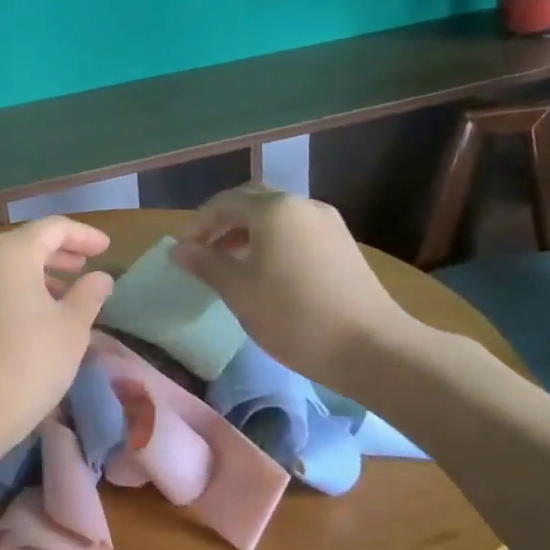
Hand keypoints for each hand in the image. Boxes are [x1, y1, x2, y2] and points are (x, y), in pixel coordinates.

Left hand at [0, 217, 114, 455]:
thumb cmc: (29, 361)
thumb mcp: (73, 327)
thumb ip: (90, 294)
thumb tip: (100, 277)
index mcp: (9, 251)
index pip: (53, 228)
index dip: (84, 235)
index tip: (106, 248)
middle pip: (25, 244)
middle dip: (59, 254)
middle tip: (86, 266)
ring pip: (5, 268)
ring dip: (37, 275)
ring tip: (65, 294)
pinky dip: (16, 292)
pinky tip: (35, 315)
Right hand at [168, 185, 418, 390]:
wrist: (371, 347)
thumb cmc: (293, 315)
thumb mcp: (239, 290)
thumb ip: (205, 264)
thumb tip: (177, 249)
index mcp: (274, 209)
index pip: (223, 203)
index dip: (196, 225)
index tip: (180, 252)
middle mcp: (302, 206)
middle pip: (251, 202)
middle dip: (222, 222)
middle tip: (202, 250)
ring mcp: (327, 224)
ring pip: (275, 217)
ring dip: (246, 232)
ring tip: (227, 263)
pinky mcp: (342, 245)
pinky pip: (295, 231)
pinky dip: (270, 241)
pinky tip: (263, 272)